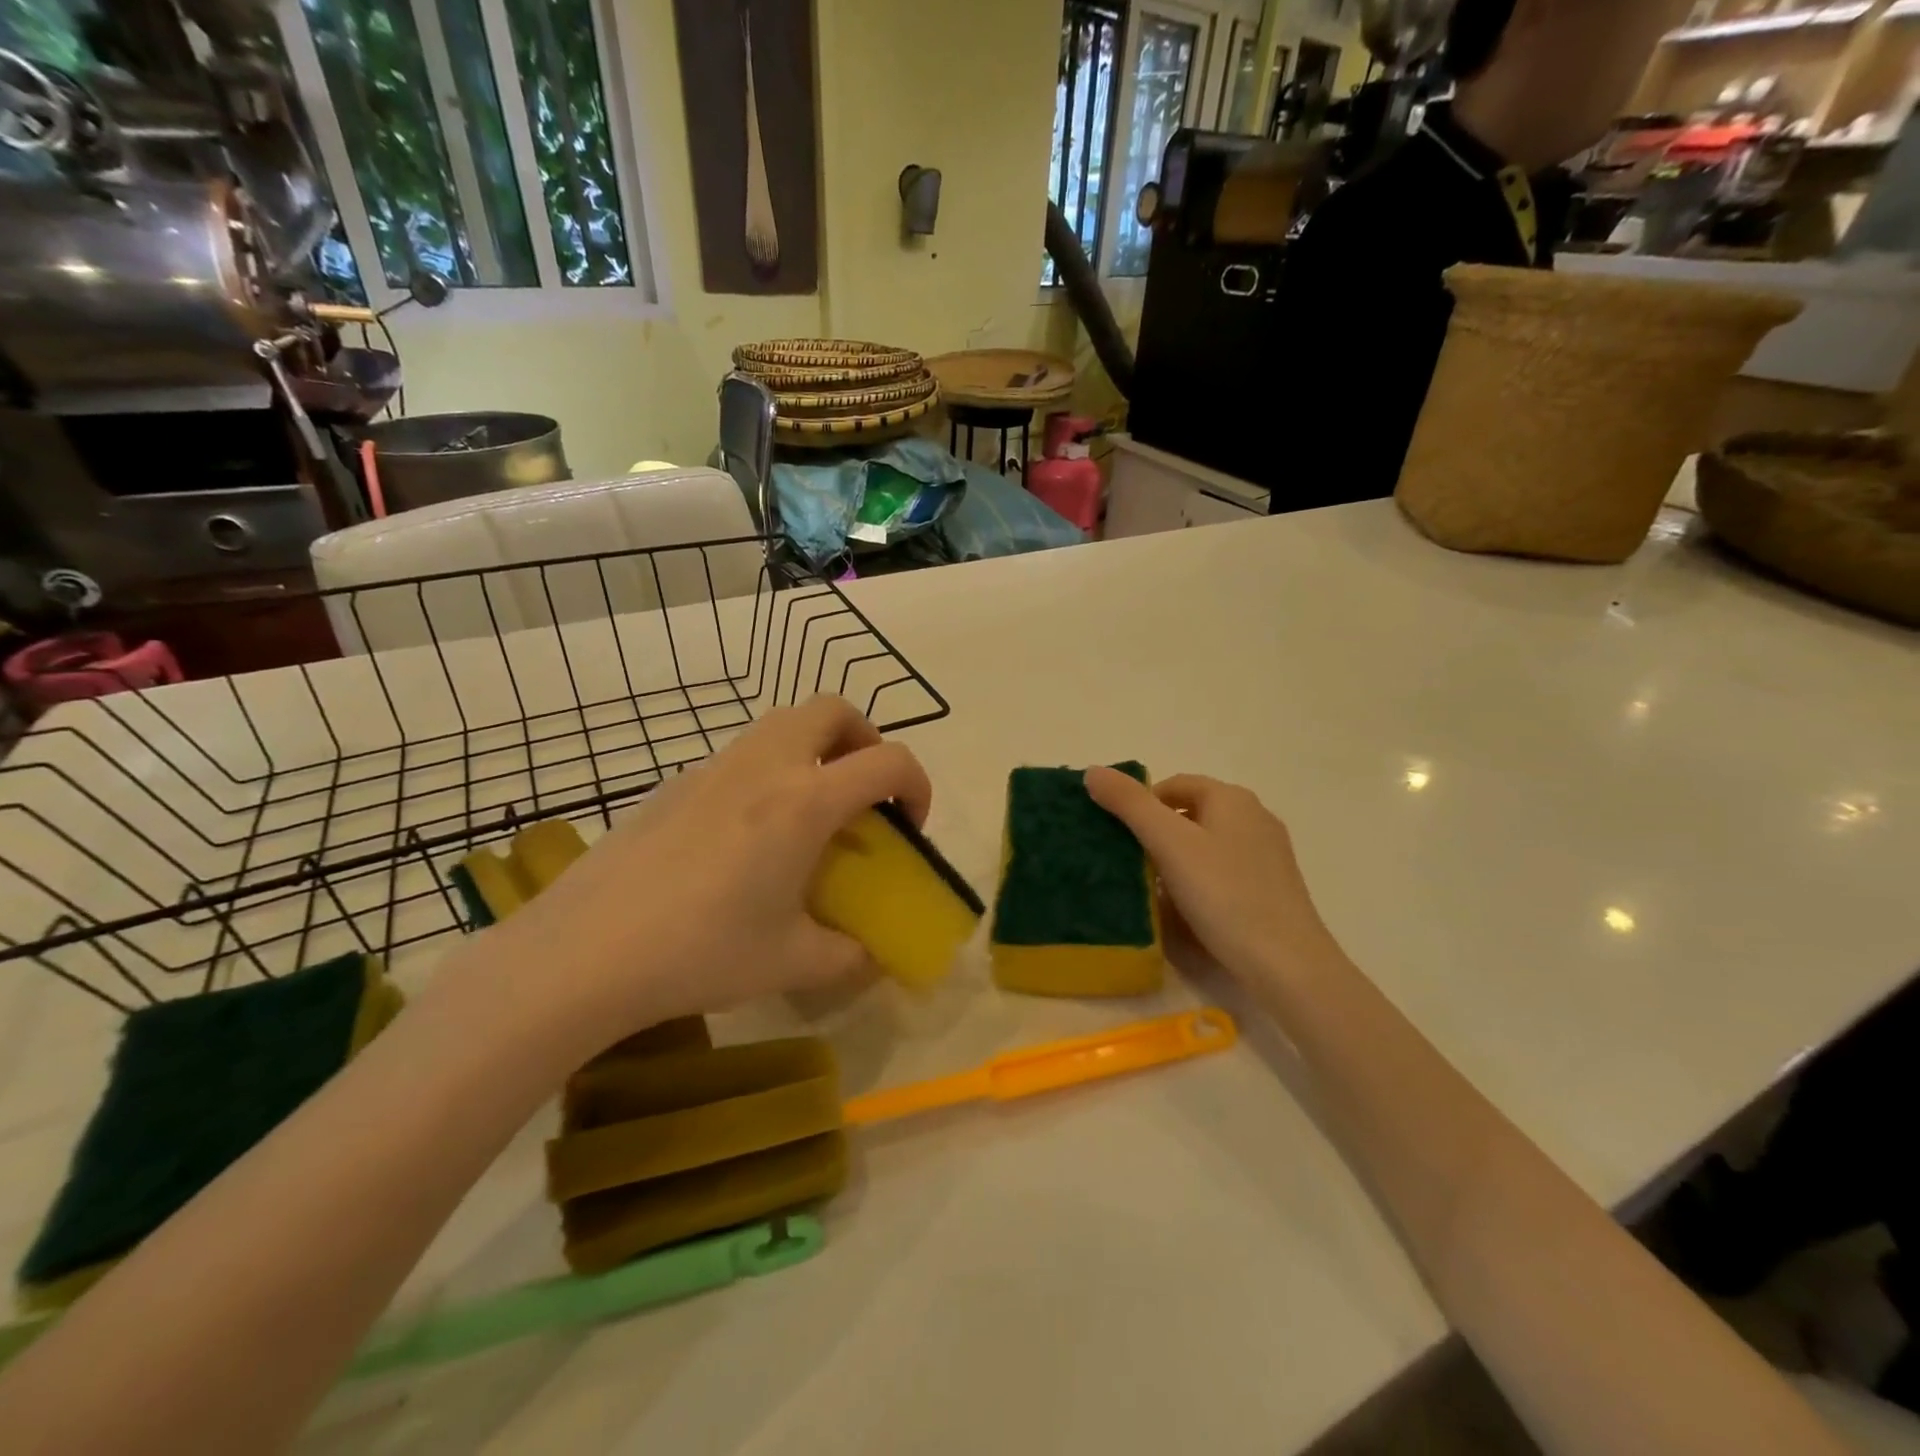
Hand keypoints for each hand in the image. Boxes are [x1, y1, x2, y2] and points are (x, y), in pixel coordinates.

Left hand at [488, 696, 930, 1044]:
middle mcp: (765, 766)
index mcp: (805, 801)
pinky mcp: (675, 782)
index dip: (917, 786)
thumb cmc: (701, 952)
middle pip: (833, 709)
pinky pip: (741, 754)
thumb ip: (849, 956)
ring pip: (783, 722)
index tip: (907, 828)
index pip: (889, 761)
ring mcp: (714, 767)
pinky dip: (768, 772)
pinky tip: (746, 837)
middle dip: (865, 740)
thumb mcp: (792, 962)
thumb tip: (871, 956)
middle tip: (861, 795)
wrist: (584, 953)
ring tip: (809, 813)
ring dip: (815, 750)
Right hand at [1084, 767, 1341, 989]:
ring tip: (1153, 890)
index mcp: (1231, 798)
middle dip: (1157, 834)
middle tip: (1131, 865)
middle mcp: (1254, 817)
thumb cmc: (1224, 894)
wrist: (1286, 964)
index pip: (1173, 785)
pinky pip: (1223, 871)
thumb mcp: (1169, 844)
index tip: (1119, 837)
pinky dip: (1200, 881)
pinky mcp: (1272, 887)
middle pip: (1190, 813)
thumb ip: (1129, 804)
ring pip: (1206, 844)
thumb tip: (1093, 771)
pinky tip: (1189, 910)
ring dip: (1176, 860)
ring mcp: (1267, 853)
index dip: (1140, 805)